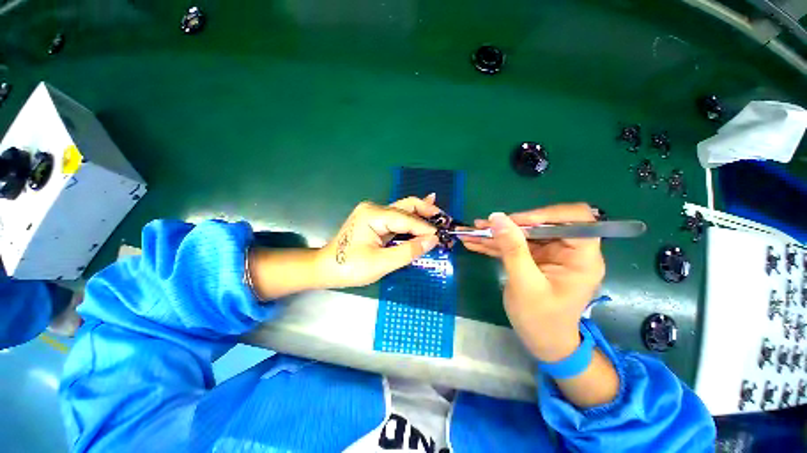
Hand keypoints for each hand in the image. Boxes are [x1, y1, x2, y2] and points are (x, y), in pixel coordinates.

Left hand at [316, 195, 441, 288]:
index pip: (407, 219)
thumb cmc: (350, 268)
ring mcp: (374, 213)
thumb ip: (408, 251)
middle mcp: (375, 208)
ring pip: (404, 210)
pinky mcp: (375, 220)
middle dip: (427, 212)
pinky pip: (398, 217)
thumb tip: (433, 240)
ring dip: (422, 216)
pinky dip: (413, 219)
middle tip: (445, 221)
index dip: (425, 228)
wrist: (325, 268)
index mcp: (373, 215)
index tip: (442, 236)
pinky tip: (426, 212)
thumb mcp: (381, 263)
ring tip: (440, 220)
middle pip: (407, 206)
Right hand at [461, 204, 604, 361]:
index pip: (575, 219)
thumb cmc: (541, 319)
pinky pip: (514, 245)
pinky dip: (494, 244)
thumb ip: (512, 249)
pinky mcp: (534, 259)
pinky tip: (474, 243)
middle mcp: (568, 250)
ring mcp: (549, 254)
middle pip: (541, 224)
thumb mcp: (525, 284)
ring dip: (496, 234)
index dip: (546, 215)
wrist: (543, 343)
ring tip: (470, 233)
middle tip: (482, 227)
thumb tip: (497, 217)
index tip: (516, 221)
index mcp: (582, 257)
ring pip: (523, 234)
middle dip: (510, 225)